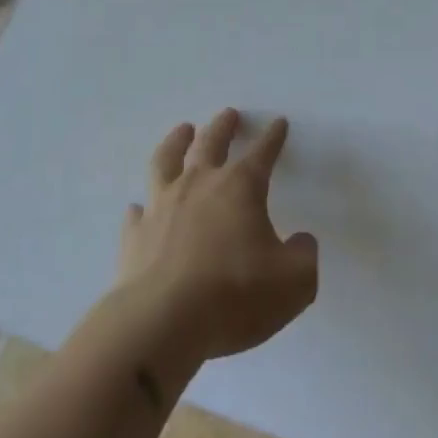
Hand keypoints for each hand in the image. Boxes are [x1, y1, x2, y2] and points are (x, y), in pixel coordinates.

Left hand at [115, 109, 319, 365]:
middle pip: (211, 142)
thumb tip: (300, 241)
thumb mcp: (294, 282)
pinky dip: (143, 207)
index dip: (273, 137)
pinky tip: (142, 207)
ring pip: (166, 161)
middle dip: (223, 126)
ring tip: (182, 130)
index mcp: (240, 187)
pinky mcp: (135, 236)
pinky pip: (138, 212)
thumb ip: (303, 256)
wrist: (161, 323)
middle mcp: (199, 185)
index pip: (262, 152)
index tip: (278, 122)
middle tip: (229, 114)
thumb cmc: (235, 295)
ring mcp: (162, 207)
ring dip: (176, 142)